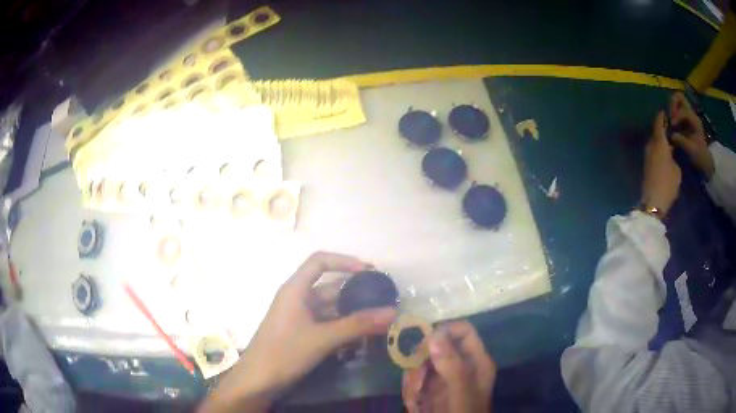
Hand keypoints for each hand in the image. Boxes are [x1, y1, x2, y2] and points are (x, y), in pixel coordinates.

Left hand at [200, 252, 396, 412]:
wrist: (258, 380)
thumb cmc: (284, 352)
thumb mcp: (323, 338)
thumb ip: (357, 325)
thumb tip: (392, 312)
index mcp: (295, 289)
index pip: (319, 262)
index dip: (344, 261)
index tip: (368, 272)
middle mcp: (297, 298)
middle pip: (329, 287)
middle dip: (355, 292)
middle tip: (382, 299)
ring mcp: (298, 317)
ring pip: (329, 308)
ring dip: (351, 313)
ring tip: (377, 319)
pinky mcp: (301, 332)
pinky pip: (326, 323)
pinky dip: (342, 327)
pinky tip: (360, 337)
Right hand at [402, 321, 495, 412]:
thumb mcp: (460, 393)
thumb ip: (452, 366)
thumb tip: (434, 334)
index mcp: (476, 361)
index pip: (462, 330)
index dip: (442, 331)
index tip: (422, 346)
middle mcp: (461, 365)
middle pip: (436, 346)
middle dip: (420, 364)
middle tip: (416, 384)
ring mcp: (445, 378)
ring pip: (421, 364)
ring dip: (412, 382)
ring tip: (415, 402)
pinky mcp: (431, 390)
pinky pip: (415, 380)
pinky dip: (410, 392)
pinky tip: (415, 407)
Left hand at [641, 111, 680, 217]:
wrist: (653, 202)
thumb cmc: (667, 183)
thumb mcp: (676, 169)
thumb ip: (674, 156)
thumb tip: (671, 152)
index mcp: (659, 142)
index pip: (659, 123)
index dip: (662, 117)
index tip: (665, 112)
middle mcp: (650, 145)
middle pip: (656, 133)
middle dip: (662, 130)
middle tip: (670, 129)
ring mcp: (647, 156)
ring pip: (654, 143)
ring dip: (660, 141)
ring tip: (669, 141)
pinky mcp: (646, 166)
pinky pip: (653, 152)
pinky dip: (658, 150)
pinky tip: (665, 154)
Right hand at [669, 92, 714, 177]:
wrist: (704, 161)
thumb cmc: (699, 157)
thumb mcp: (691, 151)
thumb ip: (681, 141)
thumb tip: (671, 135)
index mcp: (694, 120)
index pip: (683, 111)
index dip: (676, 116)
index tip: (671, 125)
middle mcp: (691, 114)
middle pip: (679, 97)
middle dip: (672, 103)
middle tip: (669, 115)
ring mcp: (688, 115)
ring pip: (677, 101)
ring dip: (671, 107)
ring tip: (669, 118)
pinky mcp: (685, 119)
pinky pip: (676, 109)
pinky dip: (672, 112)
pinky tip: (671, 123)